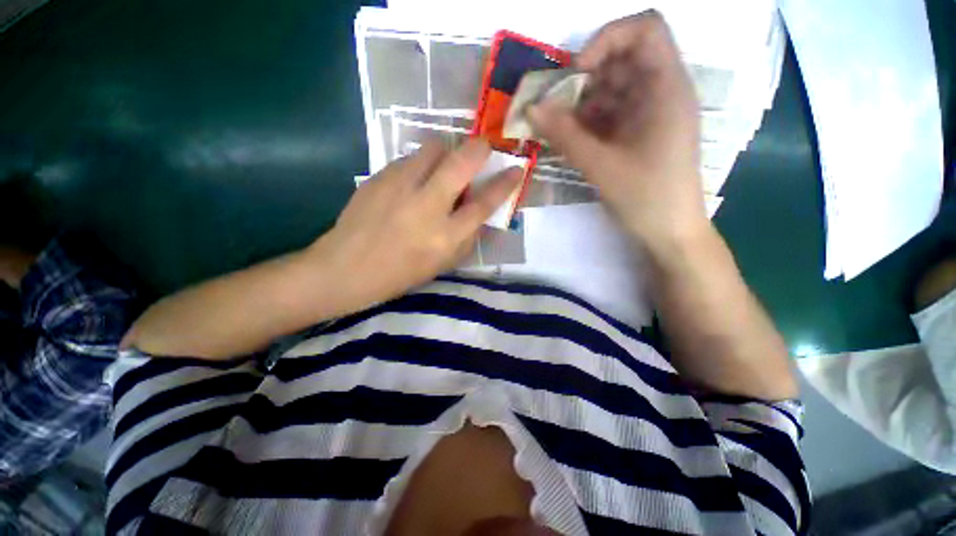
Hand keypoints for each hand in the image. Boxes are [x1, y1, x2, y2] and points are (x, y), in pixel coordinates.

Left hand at [308, 138, 520, 313]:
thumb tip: (480, 211)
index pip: (484, 203)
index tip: (517, 169)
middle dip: (479, 148)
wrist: (347, 267)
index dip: (505, 184)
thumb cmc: (401, 273)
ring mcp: (401, 187)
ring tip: (442, 166)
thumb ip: (467, 237)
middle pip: (461, 163)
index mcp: (445, 236)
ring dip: (446, 152)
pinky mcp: (380, 177)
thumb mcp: (443, 264)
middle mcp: (427, 206)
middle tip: (483, 147)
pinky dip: (420, 163)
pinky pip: (409, 158)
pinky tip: (413, 180)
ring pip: (433, 149)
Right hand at [528, 11, 707, 256]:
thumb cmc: (646, 197)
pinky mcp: (637, 133)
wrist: (669, 232)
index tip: (576, 74)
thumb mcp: (602, 165)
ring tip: (558, 130)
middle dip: (583, 79)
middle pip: (621, 60)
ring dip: (580, 105)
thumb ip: (565, 135)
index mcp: (666, 88)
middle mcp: (660, 92)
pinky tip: (570, 140)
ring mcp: (648, 114)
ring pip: (610, 90)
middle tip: (555, 107)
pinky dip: (586, 123)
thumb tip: (531, 108)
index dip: (606, 40)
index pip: (644, 29)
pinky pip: (609, 115)